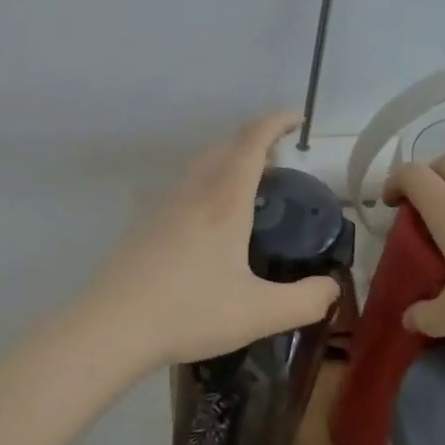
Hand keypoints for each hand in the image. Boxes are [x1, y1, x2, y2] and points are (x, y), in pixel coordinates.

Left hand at [92, 112, 340, 367]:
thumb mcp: (259, 314)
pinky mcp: (143, 227)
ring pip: (199, 168)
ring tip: (247, 188)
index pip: (251, 144)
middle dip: (252, 141)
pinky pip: (182, 190)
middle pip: (223, 148)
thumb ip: (305, 301)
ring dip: (226, 162)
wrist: (112, 327)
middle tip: (276, 159)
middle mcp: (192, 195)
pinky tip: (207, 224)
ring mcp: (162, 209)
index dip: (275, 123)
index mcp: (223, 204)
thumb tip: (331, 288)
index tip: (296, 118)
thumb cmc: (189, 313)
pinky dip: (205, 186)